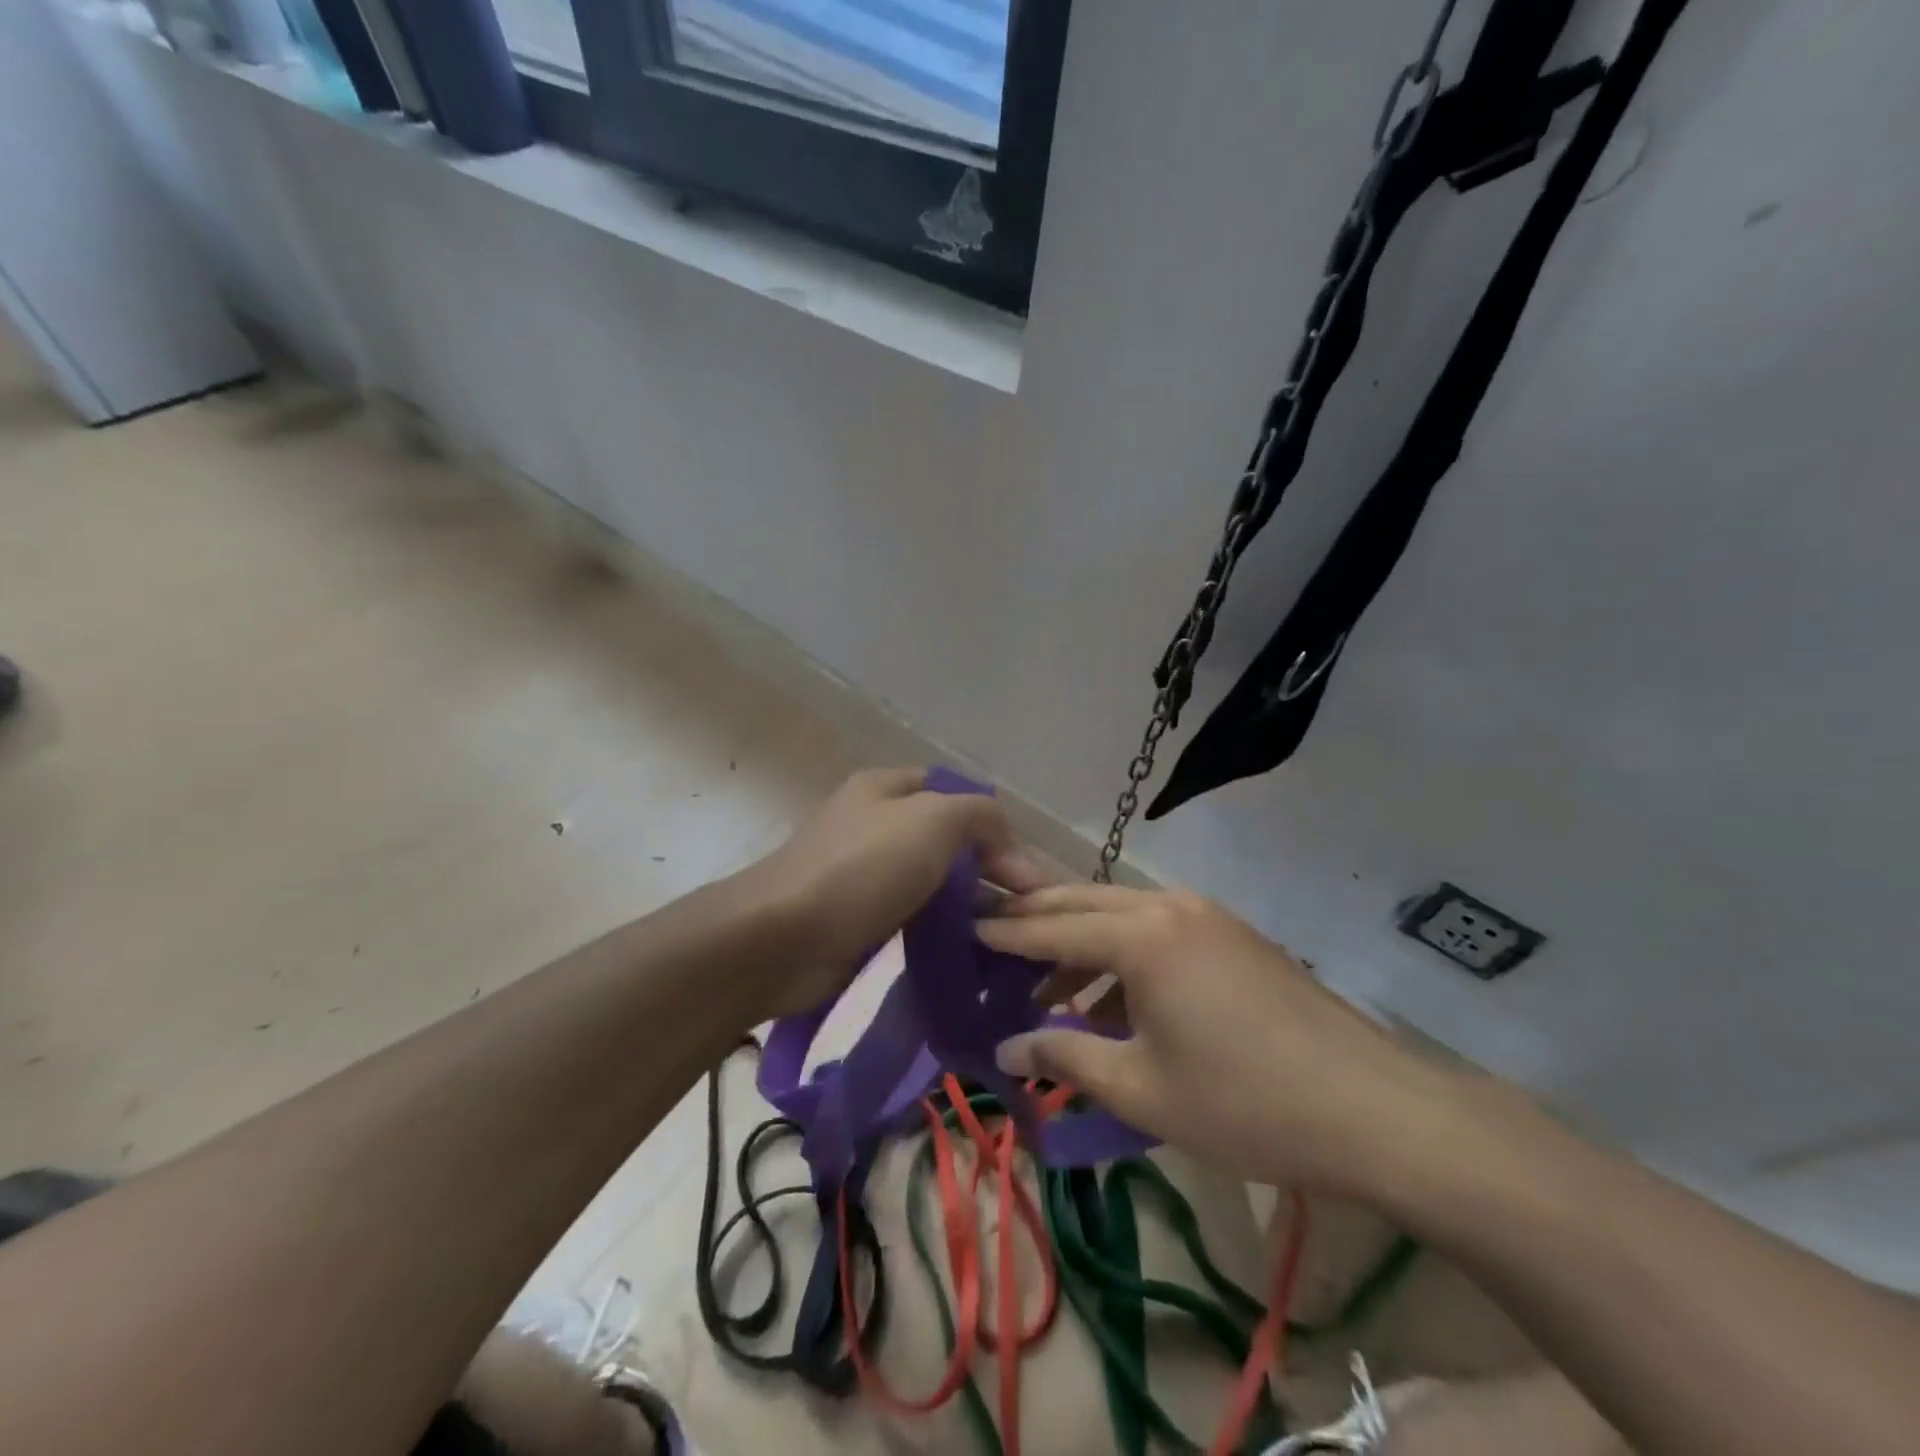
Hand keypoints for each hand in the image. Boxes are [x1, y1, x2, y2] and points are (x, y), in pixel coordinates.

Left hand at [741, 768, 1053, 1018]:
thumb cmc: (861, 868)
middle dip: (986, 871)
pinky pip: (911, 916)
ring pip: (931, 881)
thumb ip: (981, 815)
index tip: (1024, 875)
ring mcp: (863, 872)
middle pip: (946, 840)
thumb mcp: (934, 820)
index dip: (994, 827)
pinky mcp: (857, 918)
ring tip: (1003, 937)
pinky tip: (965, 952)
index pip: (956, 794)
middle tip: (1023, 912)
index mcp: (887, 788)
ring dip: (966, 905)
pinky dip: (939, 929)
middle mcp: (874, 823)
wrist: (781, 939)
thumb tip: (1010, 848)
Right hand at [980, 885, 1475, 1201]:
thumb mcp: (1141, 1088)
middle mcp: (1168, 906)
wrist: (1372, 1108)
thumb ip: (1066, 1056)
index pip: (1051, 925)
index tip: (962, 927)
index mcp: (1141, 934)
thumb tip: (1006, 1046)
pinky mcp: (1232, 935)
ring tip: (1047, 989)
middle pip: (1082, 902)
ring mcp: (1206, 916)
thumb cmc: (1243, 1102)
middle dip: (1035, 922)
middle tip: (990, 939)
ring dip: (1079, 942)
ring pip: (1121, 914)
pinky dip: (1122, 953)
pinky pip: (1156, 929)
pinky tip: (1113, 1000)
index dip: (1003, 932)